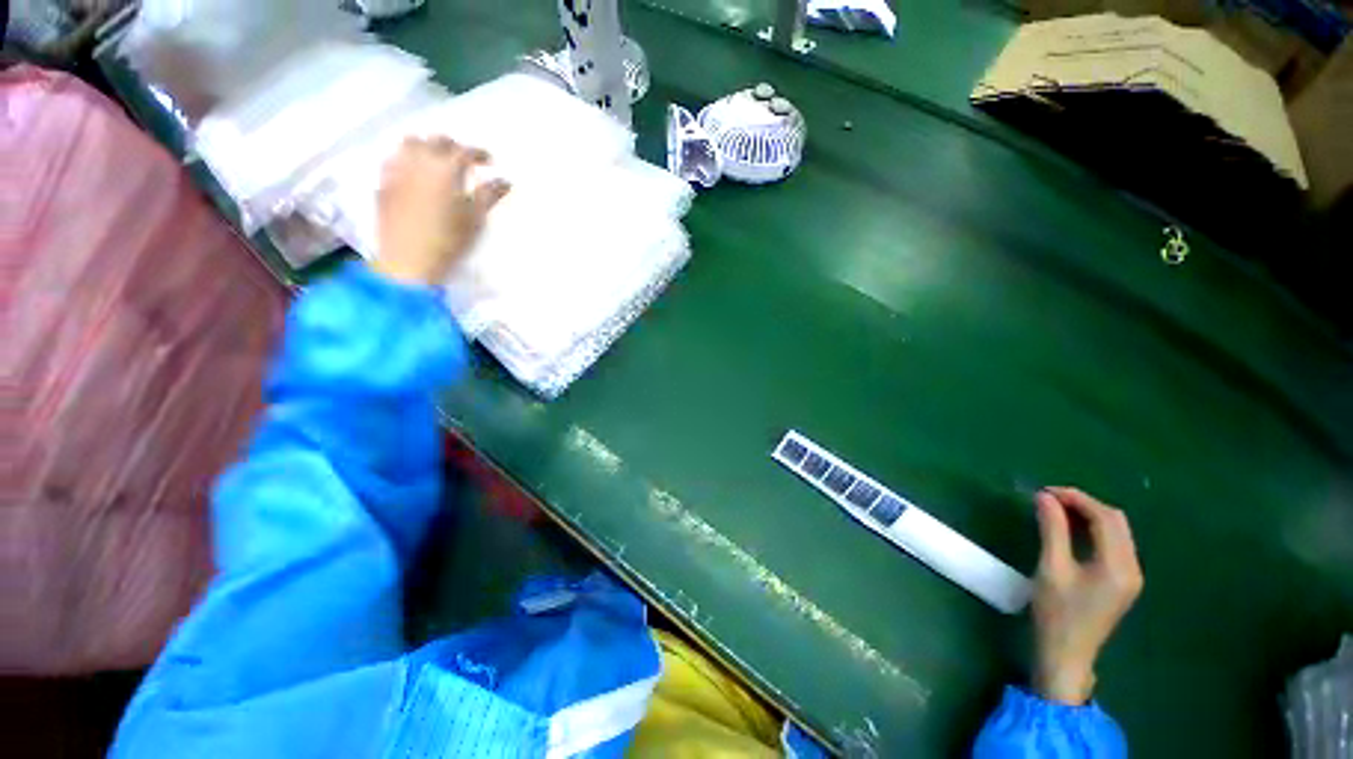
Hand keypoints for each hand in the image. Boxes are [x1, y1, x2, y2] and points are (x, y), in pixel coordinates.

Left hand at [373, 137, 510, 285]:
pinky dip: (407, 159)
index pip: (465, 151)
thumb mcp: (475, 219)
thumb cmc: (449, 241)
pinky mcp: (383, 183)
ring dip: (426, 146)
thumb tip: (505, 181)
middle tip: (464, 159)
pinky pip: (394, 159)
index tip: (489, 161)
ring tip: (436, 160)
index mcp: (445, 169)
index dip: (479, 153)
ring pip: (410, 143)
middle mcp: (418, 161)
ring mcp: (397, 170)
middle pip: (436, 140)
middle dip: (453, 146)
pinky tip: (414, 173)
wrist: (409, 260)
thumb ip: (489, 195)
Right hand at [1031, 487, 1142, 705]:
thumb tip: (1044, 497)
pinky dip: (1093, 530)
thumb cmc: (1057, 613)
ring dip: (1089, 516)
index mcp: (1118, 565)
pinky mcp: (1122, 582)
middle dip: (1084, 504)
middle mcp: (1132, 567)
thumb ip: (1052, 530)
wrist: (1067, 654)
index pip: (1105, 518)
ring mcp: (1130, 576)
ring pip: (1116, 531)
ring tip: (1055, 511)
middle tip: (1048, 500)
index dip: (1077, 498)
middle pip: (1116, 521)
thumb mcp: (1051, 568)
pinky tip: (1071, 531)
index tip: (1045, 491)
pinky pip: (1113, 544)